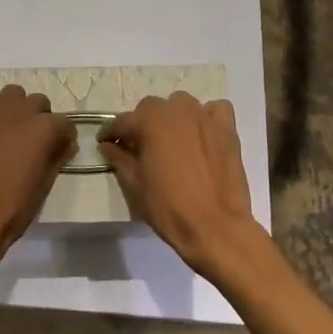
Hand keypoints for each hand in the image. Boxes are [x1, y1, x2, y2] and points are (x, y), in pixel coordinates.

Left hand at [0, 84, 74, 272]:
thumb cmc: (12, 210)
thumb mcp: (44, 186)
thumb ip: (56, 158)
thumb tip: (64, 145)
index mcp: (42, 129)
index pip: (64, 123)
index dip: (64, 138)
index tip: (60, 151)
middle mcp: (17, 113)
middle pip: (38, 102)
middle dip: (42, 118)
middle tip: (36, 143)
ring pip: (11, 96)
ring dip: (18, 111)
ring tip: (13, 137)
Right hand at [99, 93, 256, 275]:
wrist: (215, 227)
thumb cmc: (168, 207)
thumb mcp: (134, 184)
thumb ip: (118, 158)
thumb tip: (107, 145)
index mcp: (150, 121)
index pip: (122, 121)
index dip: (110, 133)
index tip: (105, 143)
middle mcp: (177, 110)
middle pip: (151, 109)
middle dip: (141, 125)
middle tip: (139, 148)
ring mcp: (205, 117)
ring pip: (180, 105)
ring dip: (171, 118)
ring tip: (170, 141)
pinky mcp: (227, 129)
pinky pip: (214, 110)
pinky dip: (205, 118)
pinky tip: (202, 134)